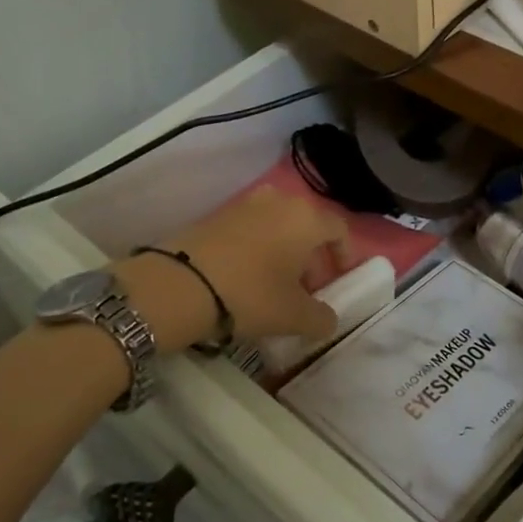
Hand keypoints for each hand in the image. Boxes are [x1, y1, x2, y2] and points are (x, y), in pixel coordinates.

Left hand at [126, 189, 350, 347]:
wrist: (178, 285)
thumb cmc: (250, 294)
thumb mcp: (294, 316)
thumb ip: (321, 319)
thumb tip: (328, 320)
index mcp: (307, 218)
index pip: (339, 229)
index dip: (344, 254)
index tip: (338, 279)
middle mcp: (280, 201)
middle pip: (307, 226)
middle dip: (312, 256)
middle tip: (306, 289)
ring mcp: (245, 204)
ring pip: (277, 226)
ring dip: (283, 251)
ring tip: (274, 284)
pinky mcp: (216, 215)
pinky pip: (250, 229)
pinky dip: (257, 248)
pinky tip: (245, 277)